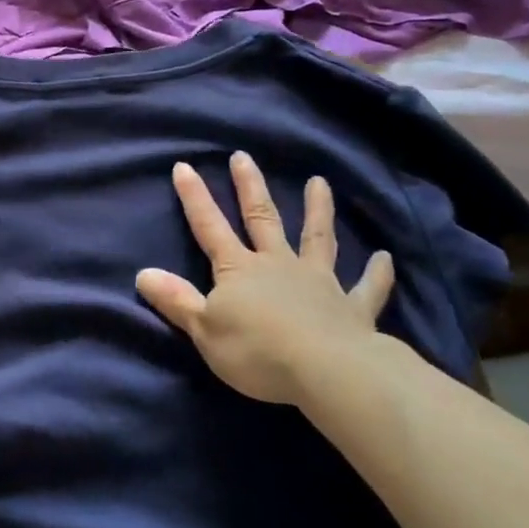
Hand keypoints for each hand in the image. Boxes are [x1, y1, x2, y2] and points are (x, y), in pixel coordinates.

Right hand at [136, 154, 397, 407]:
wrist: (327, 371)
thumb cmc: (257, 350)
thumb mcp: (204, 329)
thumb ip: (176, 300)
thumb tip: (143, 274)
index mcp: (239, 269)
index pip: (209, 226)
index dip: (194, 197)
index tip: (184, 166)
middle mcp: (277, 264)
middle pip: (261, 218)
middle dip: (249, 186)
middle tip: (243, 156)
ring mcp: (318, 281)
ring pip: (317, 238)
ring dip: (318, 210)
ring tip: (320, 182)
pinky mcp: (352, 307)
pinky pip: (367, 287)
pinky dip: (377, 273)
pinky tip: (385, 258)